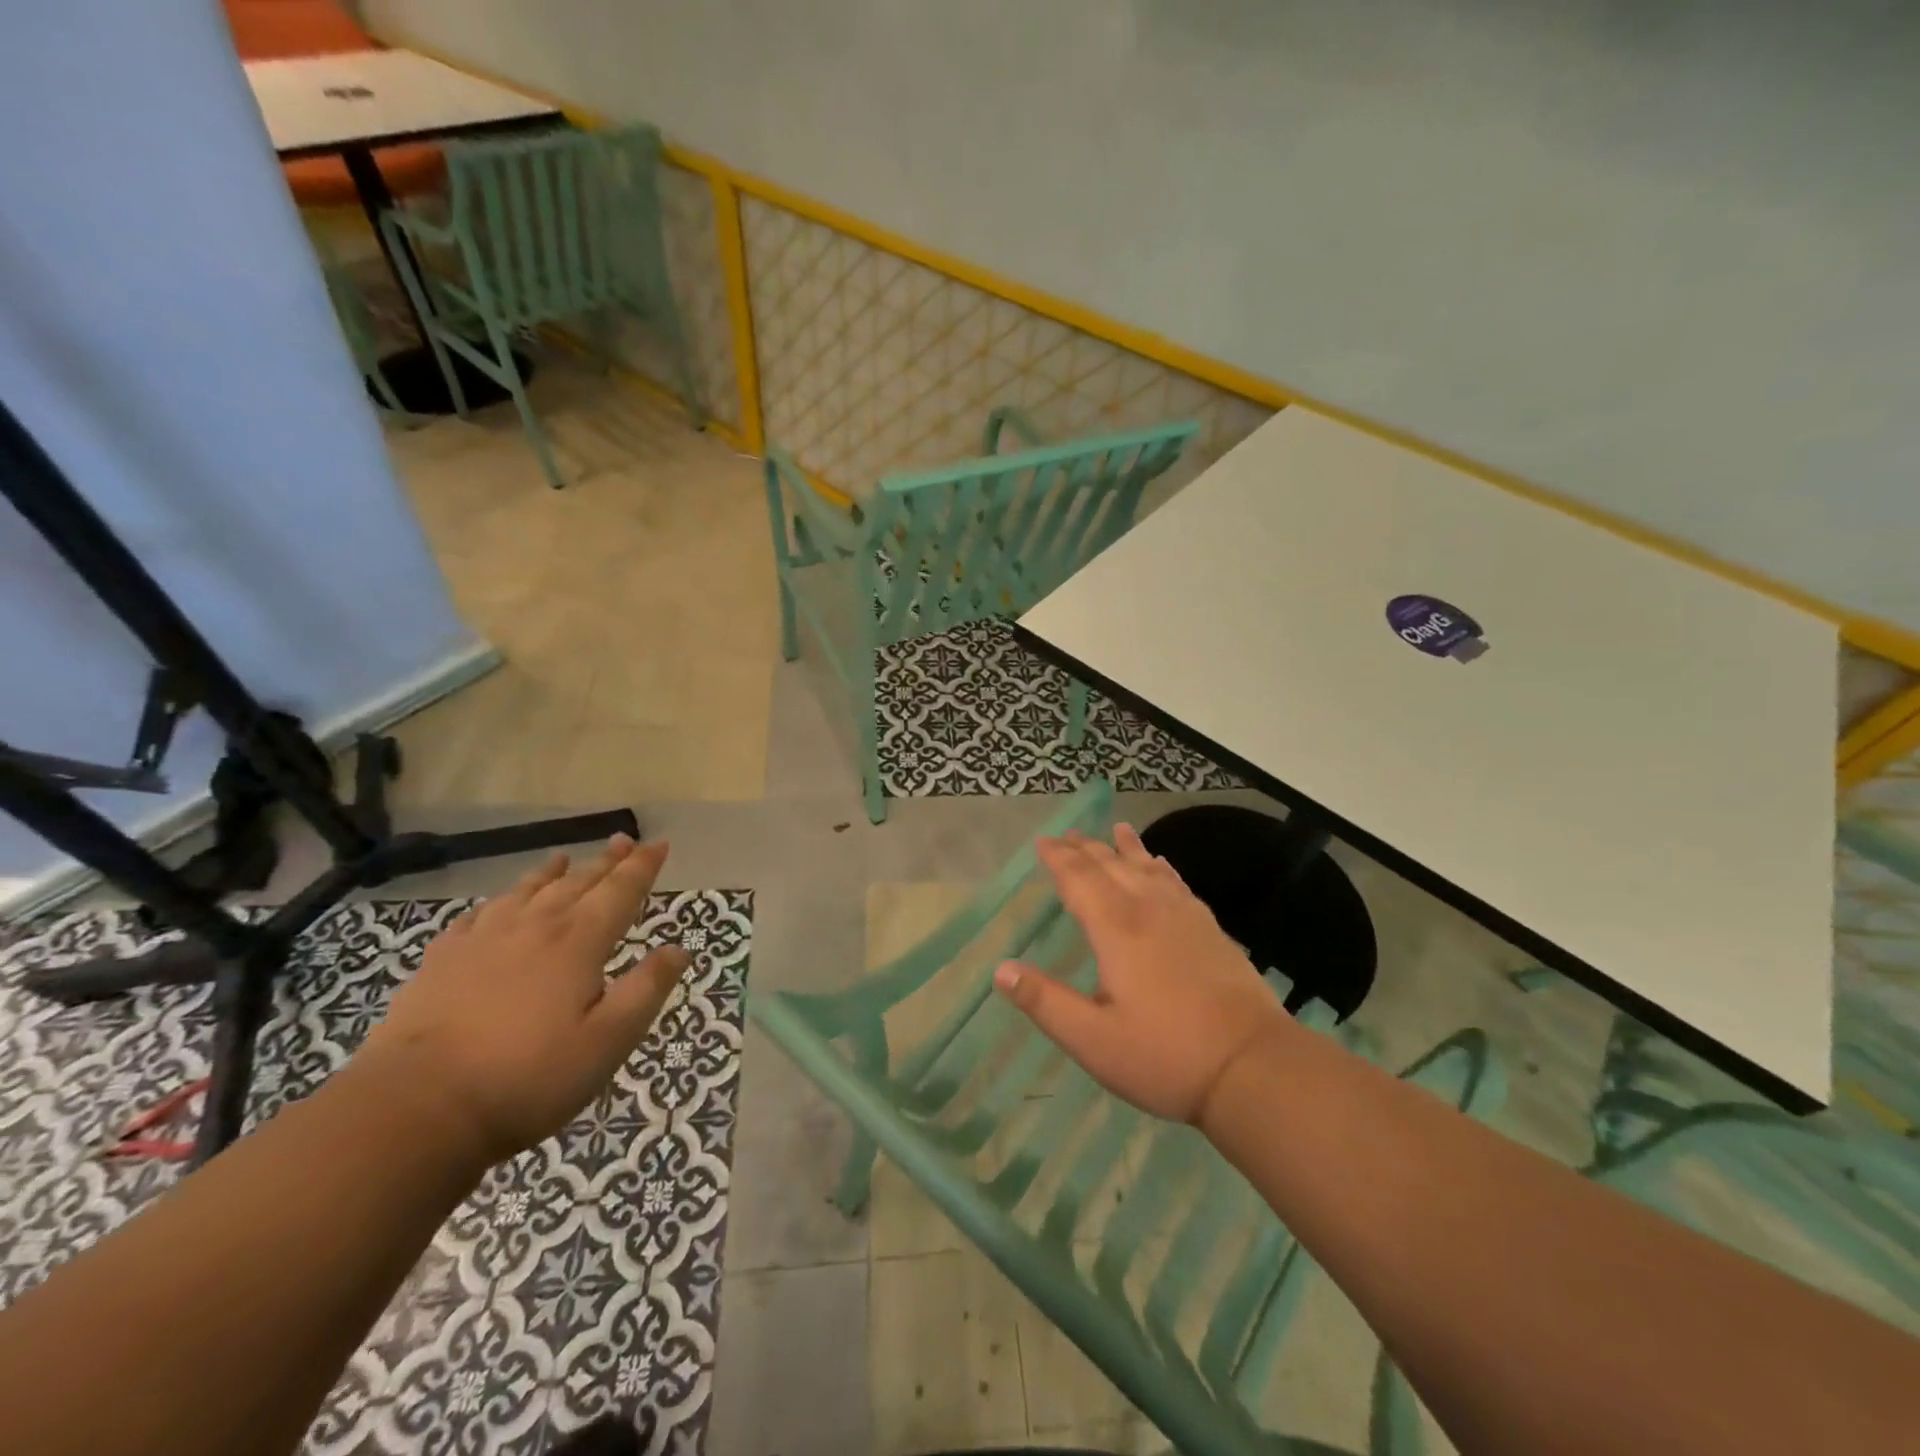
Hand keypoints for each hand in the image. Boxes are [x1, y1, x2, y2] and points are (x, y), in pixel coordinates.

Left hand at [355, 836, 689, 1163]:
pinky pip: (478, 916)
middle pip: (578, 883)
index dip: (643, 866)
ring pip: (527, 892)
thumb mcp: (608, 1041)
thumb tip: (679, 949)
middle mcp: (535, 927)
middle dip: (606, 862)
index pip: (621, 891)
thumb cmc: (528, 1078)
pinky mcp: (442, 961)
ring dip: (552, 873)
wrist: (415, 1107)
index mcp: (579, 942)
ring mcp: (483, 940)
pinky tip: (498, 905)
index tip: (659, 844)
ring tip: (563, 858)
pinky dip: (498, 902)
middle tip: (622, 841)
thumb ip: (647, 990)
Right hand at [993, 824, 1295, 1125]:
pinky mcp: (1210, 929)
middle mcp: (1149, 909)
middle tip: (1067, 834)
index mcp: (1116, 929)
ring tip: (1115, 830)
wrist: (1253, 1066)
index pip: (1079, 879)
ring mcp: (1185, 916)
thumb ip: (1045, 1002)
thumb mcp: (1092, 1040)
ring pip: (1148, 868)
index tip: (1042, 842)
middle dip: (1086, 848)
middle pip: (1111, 866)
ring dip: (1126, 848)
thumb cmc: (1165, 1056)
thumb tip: (1001, 970)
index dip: (1058, 858)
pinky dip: (1162, 866)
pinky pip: (1177, 882)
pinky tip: (1161, 865)